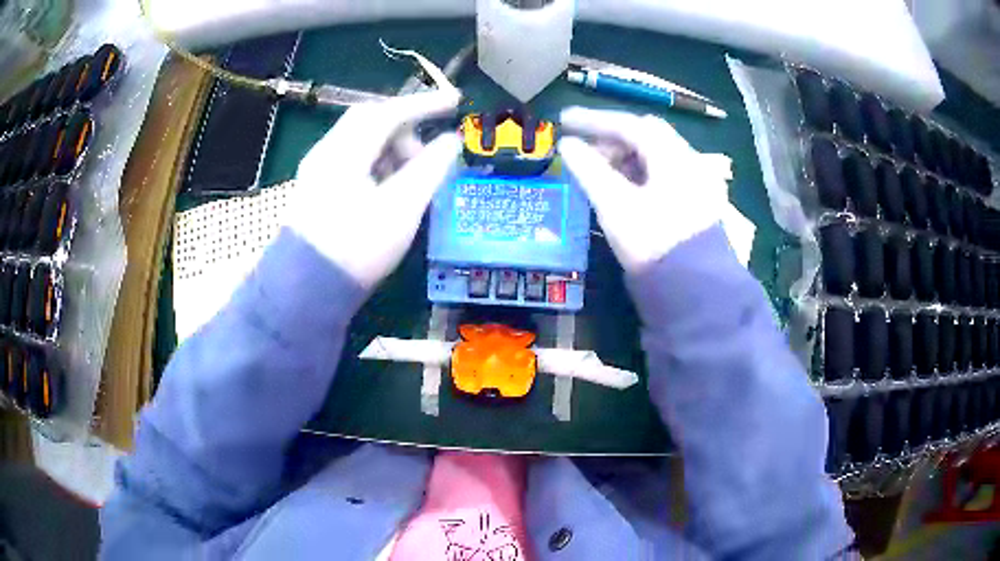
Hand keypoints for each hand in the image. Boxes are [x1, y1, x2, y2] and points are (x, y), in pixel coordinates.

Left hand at [286, 90, 461, 289]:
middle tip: (428, 152)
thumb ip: (430, 168)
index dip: (425, 104)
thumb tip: (451, 141)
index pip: (388, 112)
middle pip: (371, 121)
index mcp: (345, 150)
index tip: (456, 102)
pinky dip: (377, 165)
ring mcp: (318, 171)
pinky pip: (352, 161)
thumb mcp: (402, 207)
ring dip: (391, 149)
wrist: (306, 291)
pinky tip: (388, 189)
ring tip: (410, 179)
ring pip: (361, 141)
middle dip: (406, 129)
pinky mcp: (316, 190)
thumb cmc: (357, 248)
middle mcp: (326, 152)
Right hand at [558, 107, 730, 273]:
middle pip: (646, 135)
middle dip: (611, 137)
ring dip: (625, 155)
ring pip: (656, 154)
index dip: (594, 120)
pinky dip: (640, 172)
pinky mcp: (698, 201)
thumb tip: (567, 145)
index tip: (563, 121)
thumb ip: (589, 170)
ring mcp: (698, 181)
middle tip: (583, 149)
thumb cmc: (653, 243)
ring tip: (599, 170)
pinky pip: (664, 173)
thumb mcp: (615, 205)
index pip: (630, 124)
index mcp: (673, 156)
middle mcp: (690, 160)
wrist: (694, 291)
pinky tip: (625, 187)